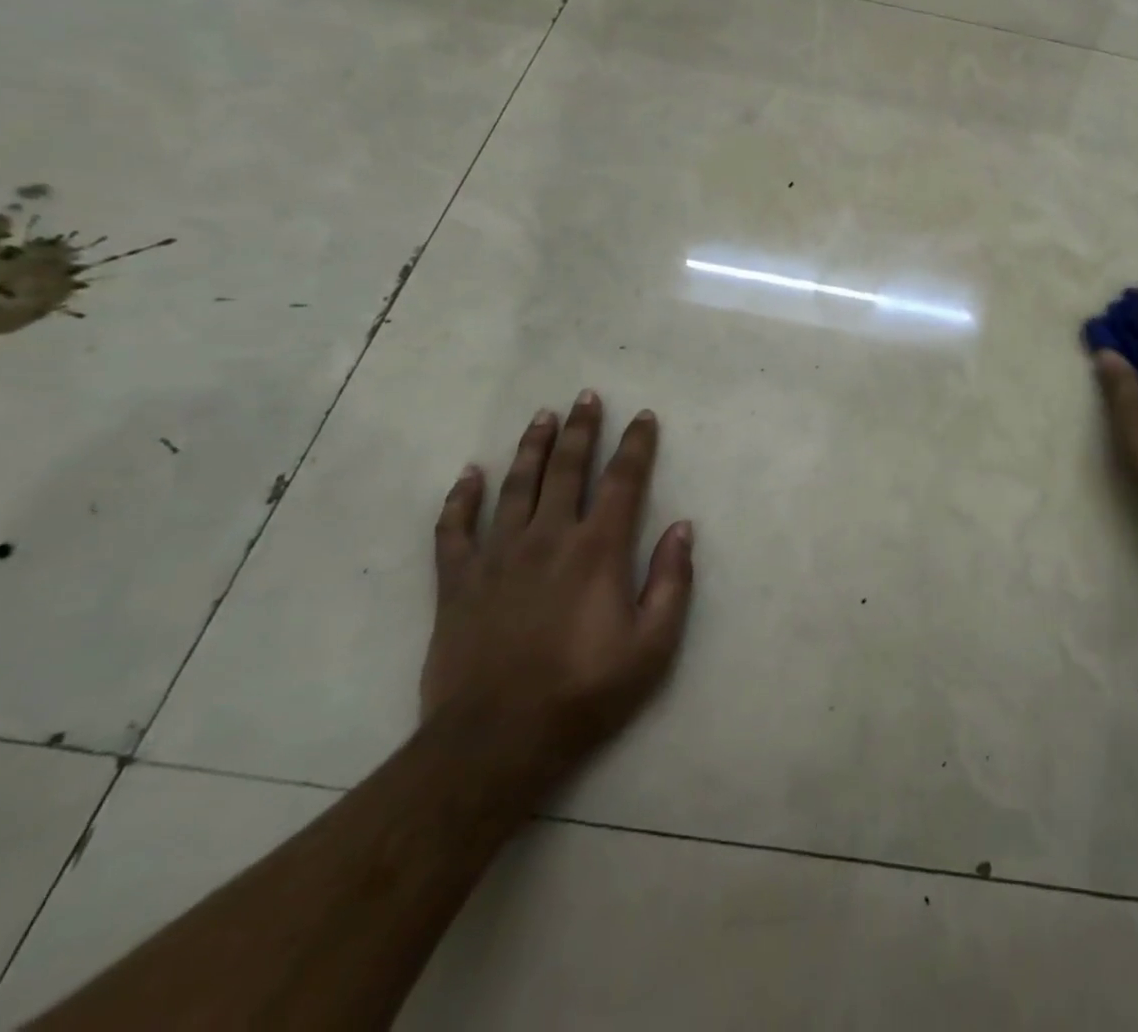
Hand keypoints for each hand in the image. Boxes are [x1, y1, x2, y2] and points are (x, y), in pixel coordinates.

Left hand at [419, 391, 693, 767]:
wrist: (496, 741)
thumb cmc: (585, 692)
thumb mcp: (653, 645)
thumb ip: (672, 581)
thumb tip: (682, 527)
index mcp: (598, 550)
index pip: (623, 481)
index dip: (636, 445)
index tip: (643, 416)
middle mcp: (549, 538)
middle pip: (567, 469)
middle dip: (581, 429)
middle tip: (586, 397)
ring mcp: (498, 556)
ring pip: (516, 486)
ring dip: (532, 447)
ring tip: (542, 416)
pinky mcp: (458, 582)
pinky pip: (455, 528)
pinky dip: (461, 498)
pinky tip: (470, 474)